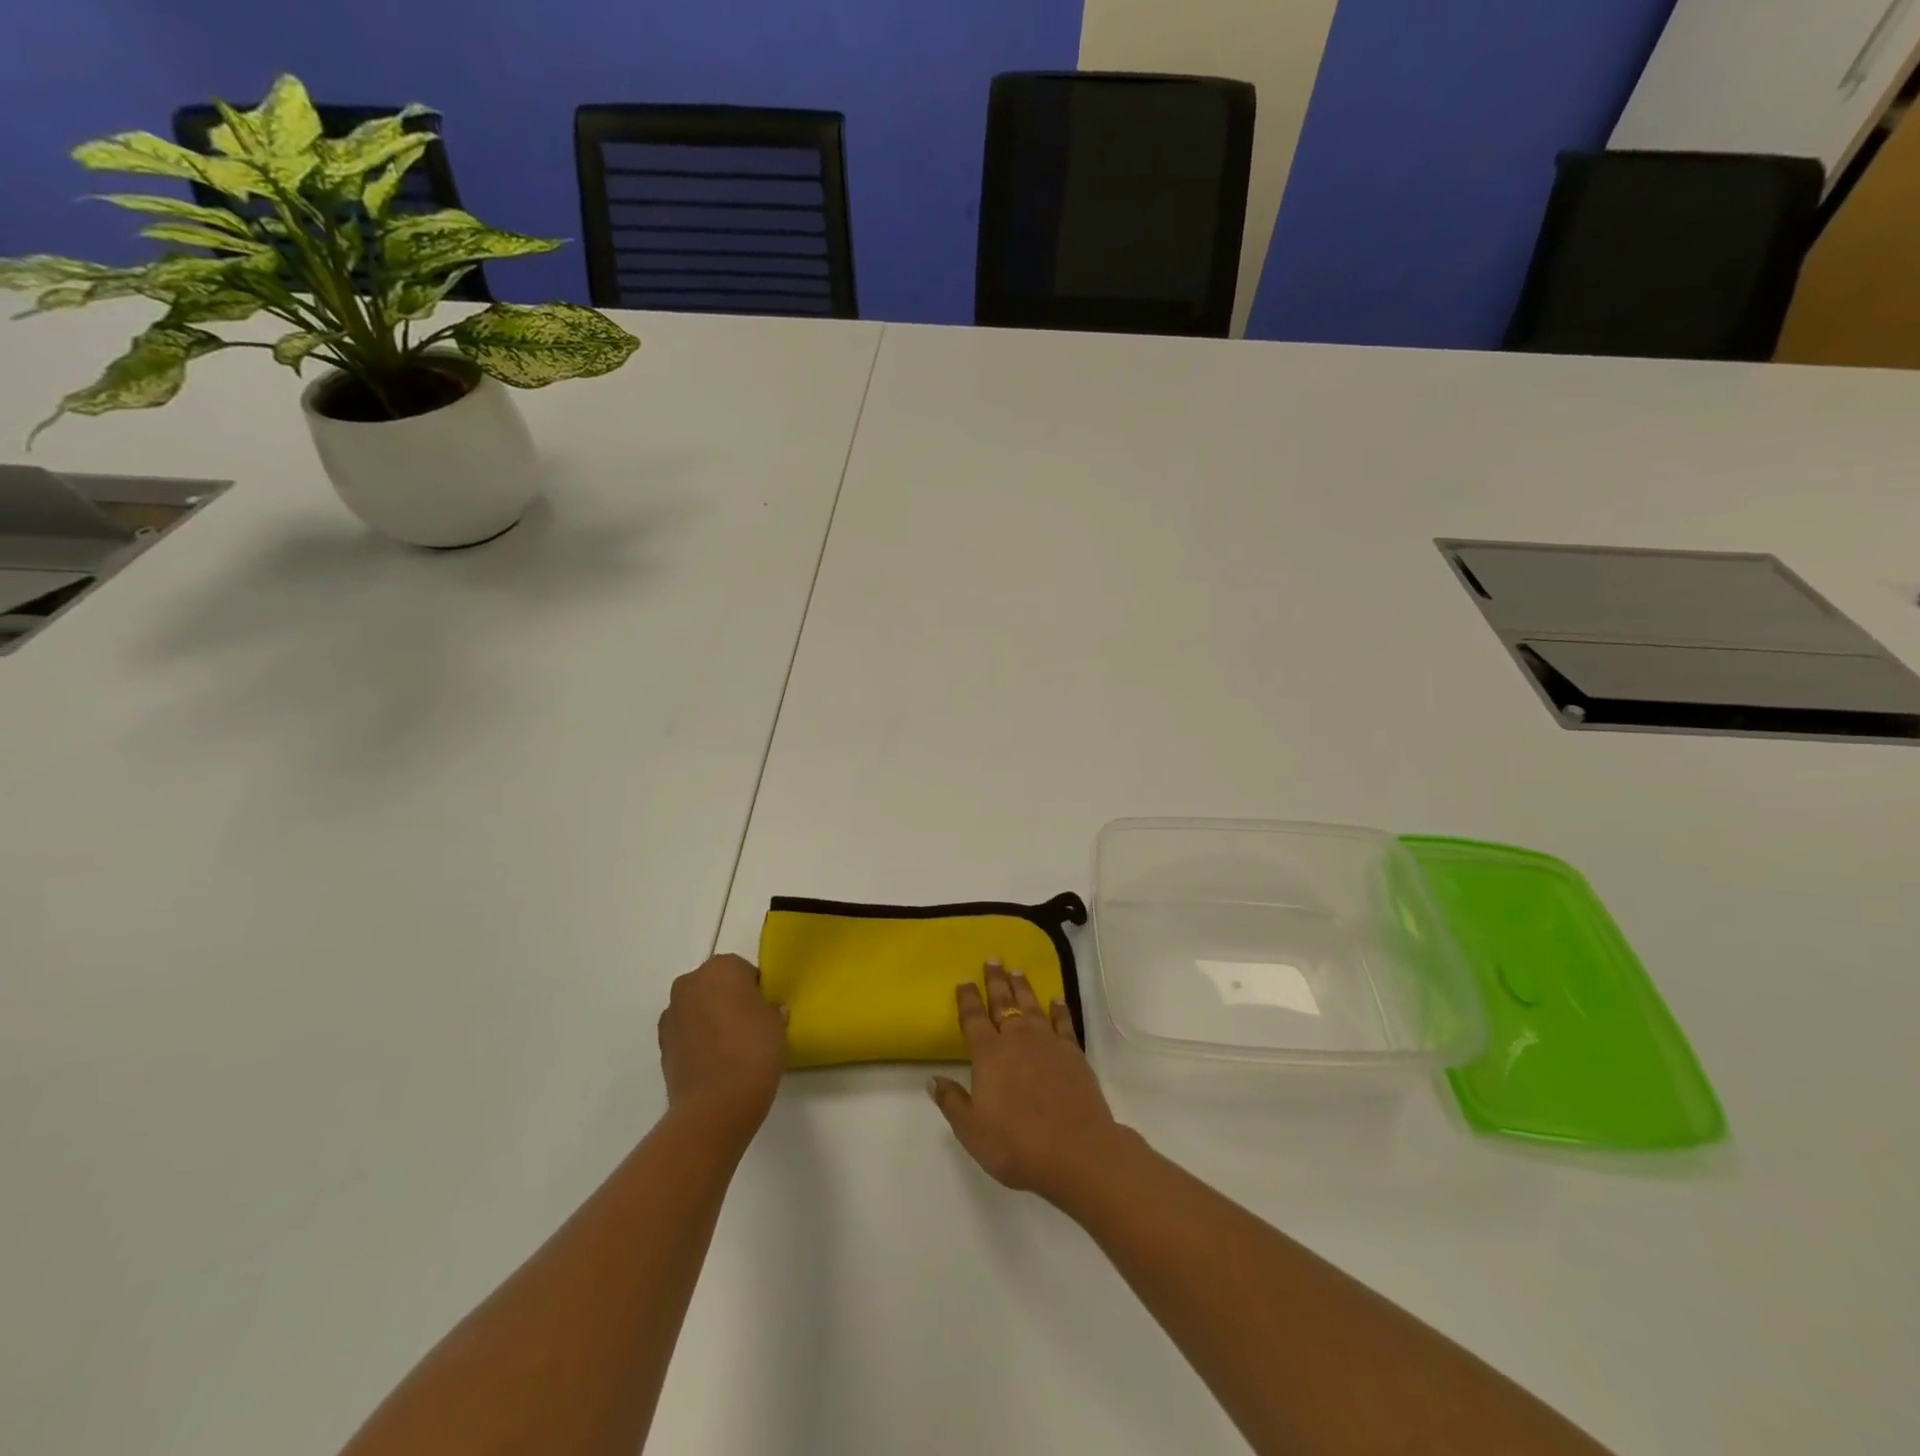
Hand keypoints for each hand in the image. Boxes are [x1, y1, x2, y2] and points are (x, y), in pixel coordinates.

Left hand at [658, 954, 787, 1144]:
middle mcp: (690, 983)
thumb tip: (766, 1011)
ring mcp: (671, 1013)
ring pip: (698, 1008)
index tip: (765, 1010)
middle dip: (729, 1000)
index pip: (744, 970)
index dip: (756, 990)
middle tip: (750, 1026)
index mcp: (721, 968)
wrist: (715, 1106)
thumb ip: (770, 1009)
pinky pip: (686, 1032)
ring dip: (711, 1019)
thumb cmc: (753, 1051)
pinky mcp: (662, 1043)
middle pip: (716, 985)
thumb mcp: (776, 1024)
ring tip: (731, 1048)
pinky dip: (698, 1040)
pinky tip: (715, 1061)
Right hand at [929, 960, 1124, 1204]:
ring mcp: (1048, 1042)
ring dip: (1023, 987)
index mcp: (989, 1055)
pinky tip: (1056, 999)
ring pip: (1032, 1005)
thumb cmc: (1017, 1144)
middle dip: (996, 981)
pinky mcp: (1073, 1052)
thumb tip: (931, 1079)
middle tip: (993, 959)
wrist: (1076, 1150)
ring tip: (1017, 970)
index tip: (964, 980)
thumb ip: (952, 1101)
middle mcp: (1017, 1040)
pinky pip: (1063, 1022)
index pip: (974, 1019)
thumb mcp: (972, 1130)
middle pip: (1004, 1003)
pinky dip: (1058, 1008)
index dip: (967, 999)